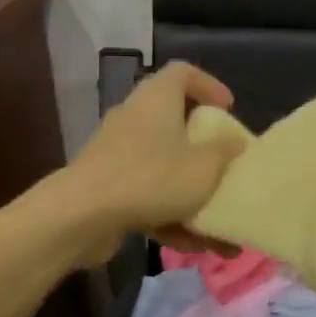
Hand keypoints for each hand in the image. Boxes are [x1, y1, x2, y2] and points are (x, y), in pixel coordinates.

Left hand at [64, 62, 245, 263]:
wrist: (80, 216)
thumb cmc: (151, 177)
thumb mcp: (205, 166)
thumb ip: (225, 152)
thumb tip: (235, 141)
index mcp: (158, 98)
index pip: (183, 73)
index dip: (209, 86)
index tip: (227, 110)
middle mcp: (134, 117)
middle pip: (172, 119)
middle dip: (201, 145)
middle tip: (223, 160)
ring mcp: (116, 152)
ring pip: (161, 164)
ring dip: (188, 189)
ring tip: (216, 218)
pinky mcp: (105, 185)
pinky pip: (145, 193)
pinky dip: (167, 213)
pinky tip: (191, 243)